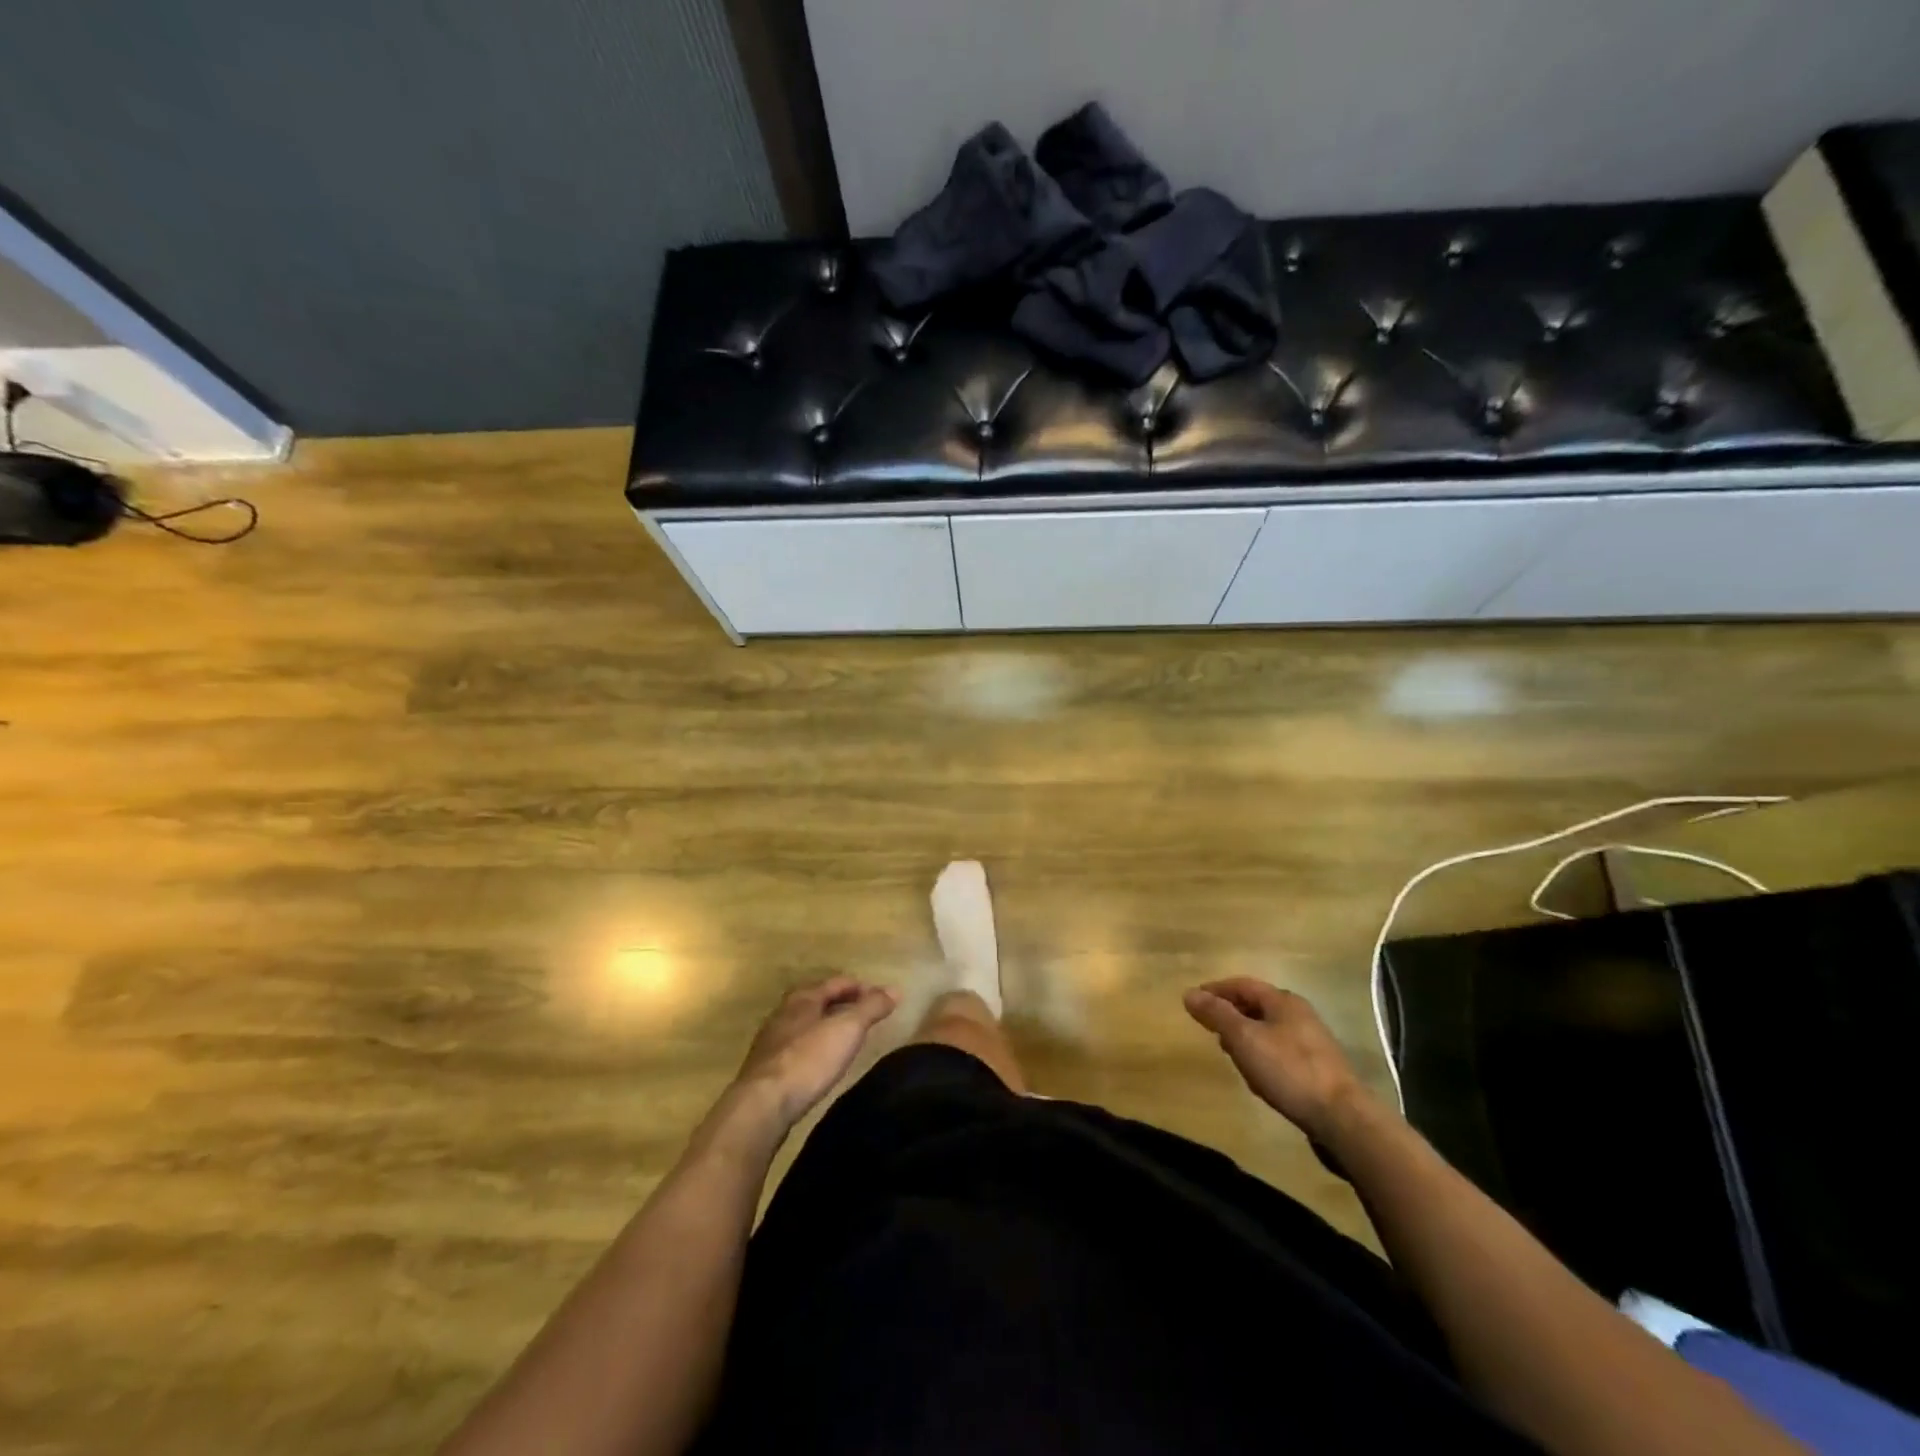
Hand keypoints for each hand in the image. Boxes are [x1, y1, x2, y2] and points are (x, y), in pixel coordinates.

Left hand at [735, 977, 898, 1127]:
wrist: (762, 1106)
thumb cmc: (808, 1059)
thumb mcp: (847, 1029)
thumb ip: (871, 1007)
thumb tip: (895, 989)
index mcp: (803, 998)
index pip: (837, 982)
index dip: (861, 987)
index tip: (881, 998)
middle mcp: (784, 1013)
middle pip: (818, 1000)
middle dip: (843, 1004)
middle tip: (866, 1016)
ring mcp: (772, 1042)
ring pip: (806, 1024)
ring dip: (827, 1026)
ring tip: (848, 1039)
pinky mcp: (766, 1069)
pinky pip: (797, 1047)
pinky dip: (815, 1047)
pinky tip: (823, 1062)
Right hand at [1184, 978, 1366, 1139]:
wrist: (1343, 1118)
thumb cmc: (1288, 1070)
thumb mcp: (1244, 1038)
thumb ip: (1216, 1014)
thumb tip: (1189, 993)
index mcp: (1283, 1001)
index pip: (1242, 984)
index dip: (1216, 990)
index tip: (1194, 1001)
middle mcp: (1300, 1014)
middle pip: (1256, 1005)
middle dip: (1230, 1014)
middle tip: (1209, 1028)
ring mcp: (1312, 1042)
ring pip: (1268, 1029)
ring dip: (1245, 1036)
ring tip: (1229, 1053)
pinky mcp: (1318, 1068)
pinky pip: (1280, 1051)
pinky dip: (1261, 1054)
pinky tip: (1257, 1076)